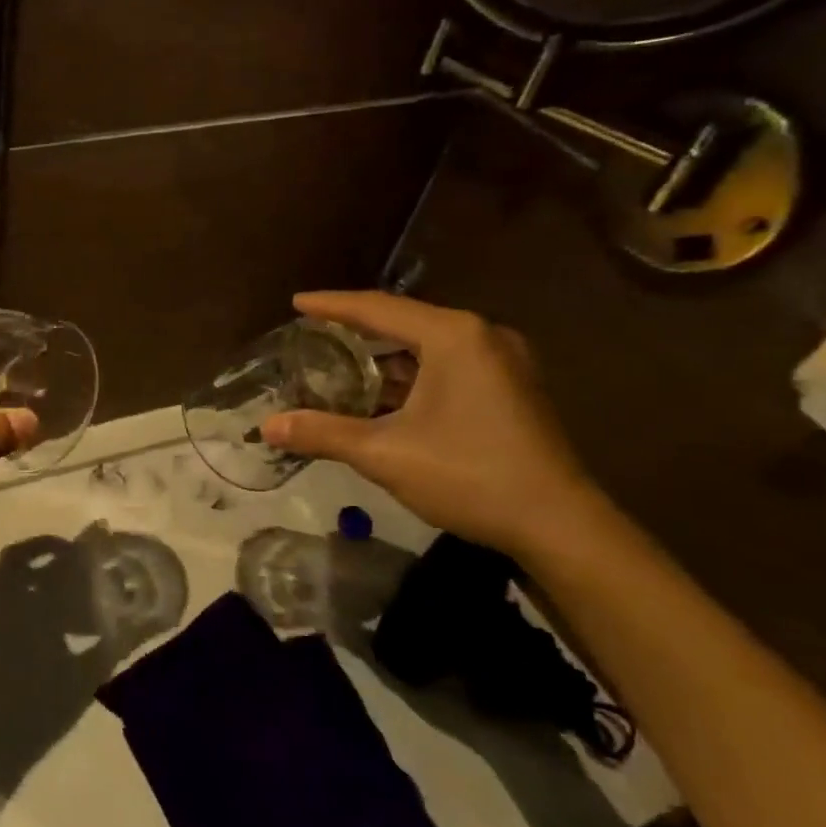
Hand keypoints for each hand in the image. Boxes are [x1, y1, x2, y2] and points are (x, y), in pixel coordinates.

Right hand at [261, 291, 607, 557]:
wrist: (558, 524)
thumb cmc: (468, 475)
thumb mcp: (383, 453)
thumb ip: (323, 433)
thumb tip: (266, 426)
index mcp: (454, 336)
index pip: (378, 308)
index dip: (332, 305)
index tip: (295, 302)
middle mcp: (481, 336)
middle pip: (404, 322)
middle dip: (357, 328)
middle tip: (314, 331)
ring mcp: (502, 362)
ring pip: (428, 346)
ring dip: (385, 355)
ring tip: (341, 361)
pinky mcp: (511, 388)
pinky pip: (448, 365)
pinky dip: (412, 374)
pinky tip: (384, 393)